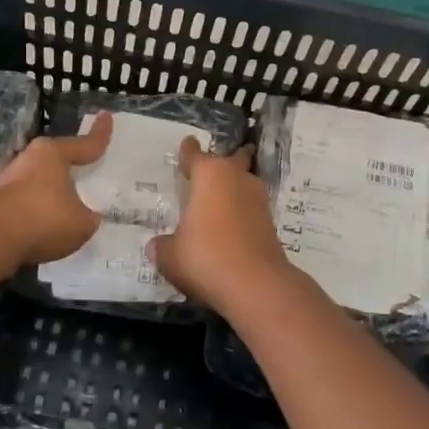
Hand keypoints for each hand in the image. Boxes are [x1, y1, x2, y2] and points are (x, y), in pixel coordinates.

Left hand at [0, 112, 114, 265]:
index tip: (106, 116)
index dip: (99, 134)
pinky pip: (25, 207)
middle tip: (85, 171)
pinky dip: (35, 216)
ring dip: (50, 196)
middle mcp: (28, 161)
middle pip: (55, 161)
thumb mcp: (81, 223)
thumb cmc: (43, 218)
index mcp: (52, 154)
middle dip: (69, 168)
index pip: (84, 144)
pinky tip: (44, 232)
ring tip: (66, 213)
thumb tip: (84, 217)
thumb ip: (86, 218)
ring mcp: (7, 182)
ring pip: (38, 184)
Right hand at [147, 138, 298, 312]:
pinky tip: (229, 226)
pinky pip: (250, 209)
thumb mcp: (170, 255)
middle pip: (232, 160)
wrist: (256, 285)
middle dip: (224, 161)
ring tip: (219, 199)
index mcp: (209, 175)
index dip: (188, 150)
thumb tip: (157, 245)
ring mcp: (258, 199)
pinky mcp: (270, 223)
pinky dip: (241, 213)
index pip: (194, 154)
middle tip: (212, 167)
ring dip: (234, 188)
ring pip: (244, 183)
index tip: (187, 144)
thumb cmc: (205, 257)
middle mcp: (236, 178)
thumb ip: (162, 245)